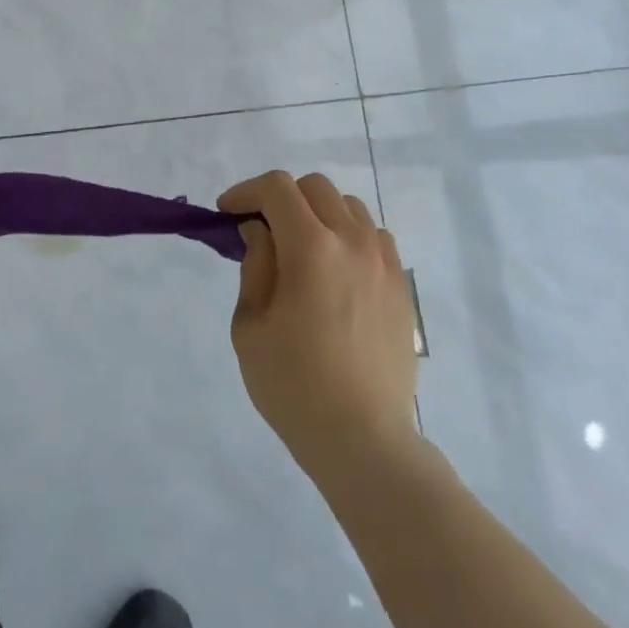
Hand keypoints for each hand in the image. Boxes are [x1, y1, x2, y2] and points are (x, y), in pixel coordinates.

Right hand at [218, 171, 417, 483]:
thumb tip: (261, 232)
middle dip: (281, 198)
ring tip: (300, 249)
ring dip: (317, 214)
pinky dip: (348, 236)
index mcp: (311, 248)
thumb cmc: (293, 386)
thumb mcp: (251, 326)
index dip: (246, 192)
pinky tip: (335, 270)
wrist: (362, 439)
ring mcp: (383, 262)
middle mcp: (352, 242)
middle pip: (315, 187)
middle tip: (260, 230)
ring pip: (348, 207)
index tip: (227, 213)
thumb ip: (255, 266)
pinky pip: (373, 236)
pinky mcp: (401, 285)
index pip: (277, 188)